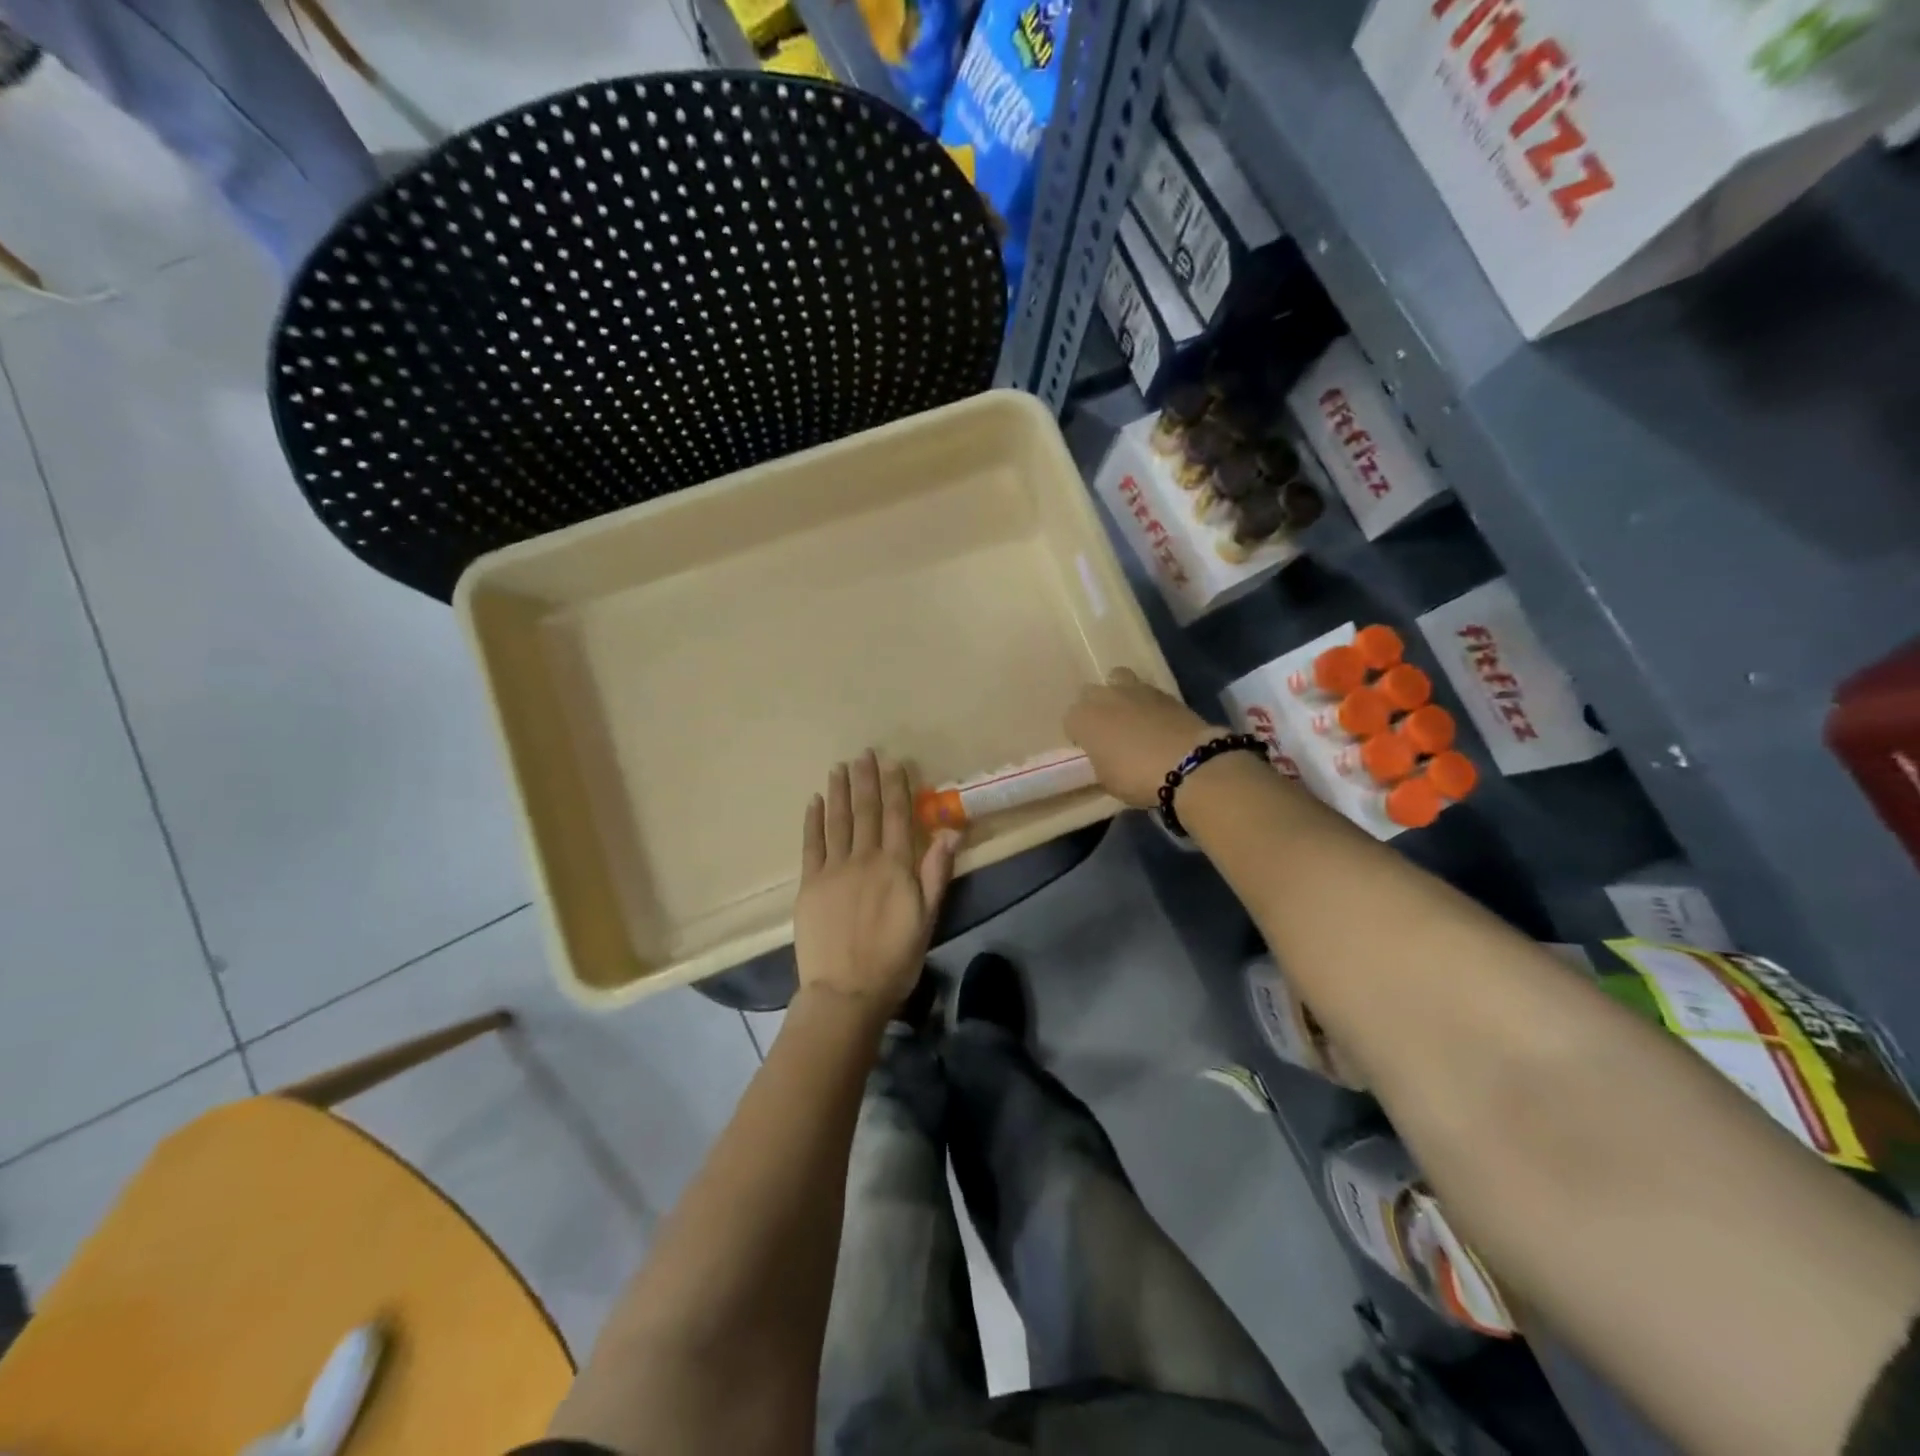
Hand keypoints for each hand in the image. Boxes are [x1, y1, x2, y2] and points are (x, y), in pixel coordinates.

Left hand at [794, 751, 960, 1013]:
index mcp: (895, 867)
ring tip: (839, 767)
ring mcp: (833, 870)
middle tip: (863, 753)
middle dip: (866, 780)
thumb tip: (951, 830)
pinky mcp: (809, 884)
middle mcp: (863, 859)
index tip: (893, 762)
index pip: (897, 817)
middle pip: (866, 812)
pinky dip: (813, 821)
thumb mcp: (927, 918)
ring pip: (838, 821)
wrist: (846, 992)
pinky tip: (815, 802)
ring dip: (839, 792)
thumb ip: (937, 872)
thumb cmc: (895, 959)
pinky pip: (811, 844)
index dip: (896, 787)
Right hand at [1064, 668, 1216, 808]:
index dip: (1079, 736)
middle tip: (1109, 732)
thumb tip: (1106, 755)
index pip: (1070, 721)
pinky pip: (1146, 692)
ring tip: (1132, 718)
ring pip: (1118, 681)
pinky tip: (1157, 722)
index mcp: (1082, 718)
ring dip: (1120, 696)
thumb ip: (1100, 760)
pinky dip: (1147, 704)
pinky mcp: (1164, 691)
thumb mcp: (1106, 779)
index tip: (1091, 751)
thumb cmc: (1135, 777)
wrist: (1187, 764)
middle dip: (1096, 709)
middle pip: (1091, 694)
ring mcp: (1135, 689)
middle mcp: (1104, 696)